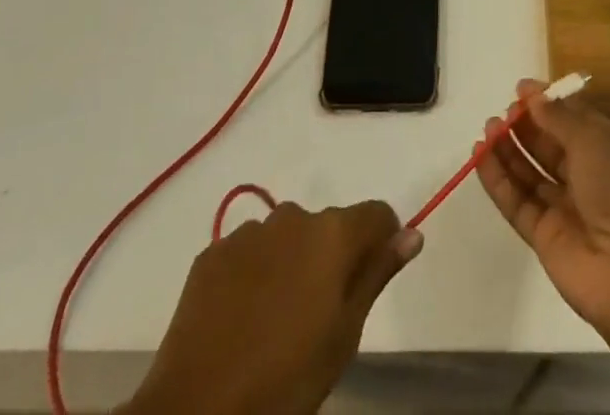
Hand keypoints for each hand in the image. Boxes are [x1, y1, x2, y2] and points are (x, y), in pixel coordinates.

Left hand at [122, 200, 420, 414]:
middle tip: (320, 315)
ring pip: (287, 237)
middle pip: (329, 226)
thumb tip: (413, 234)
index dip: (382, 242)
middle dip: (332, 257)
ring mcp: (250, 232)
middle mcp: (295, 216)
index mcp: (334, 233)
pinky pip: (248, 252)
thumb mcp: (345, 335)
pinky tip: (242, 319)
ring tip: (276, 320)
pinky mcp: (213, 253)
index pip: (377, 215)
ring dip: (291, 263)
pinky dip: (254, 274)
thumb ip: (378, 274)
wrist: (196, 412)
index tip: (372, 279)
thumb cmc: (286, 380)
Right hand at [474, 79, 609, 345]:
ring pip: (530, 173)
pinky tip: (479, 157)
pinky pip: (517, 203)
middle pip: (549, 145)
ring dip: (508, 150)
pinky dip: (498, 181)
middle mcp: (588, 176)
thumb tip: (534, 96)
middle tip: (502, 112)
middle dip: (525, 126)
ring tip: (487, 128)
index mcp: (609, 148)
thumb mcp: (593, 139)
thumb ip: (558, 117)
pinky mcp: (545, 238)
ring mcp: (565, 208)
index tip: (520, 89)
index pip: (573, 119)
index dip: (547, 104)